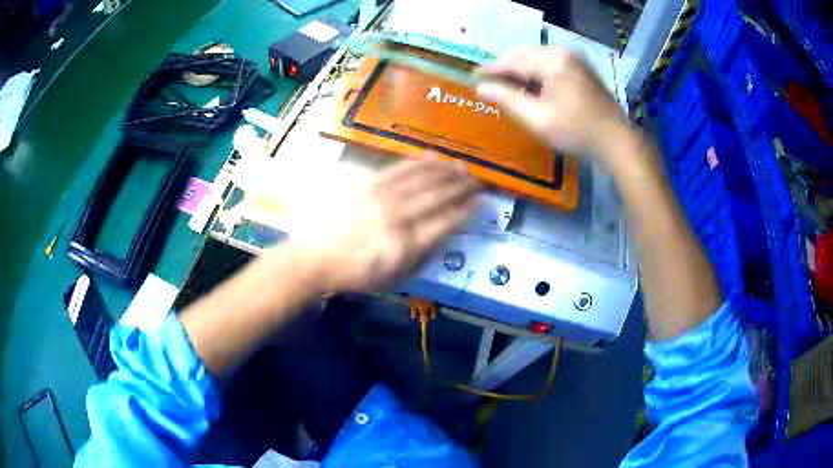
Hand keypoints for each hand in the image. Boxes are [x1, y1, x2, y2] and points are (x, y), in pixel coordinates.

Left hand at [294, 158, 480, 292]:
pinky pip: (398, 169)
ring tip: (462, 167)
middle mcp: (397, 217)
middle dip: (462, 186)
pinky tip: (433, 157)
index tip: (481, 202)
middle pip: (437, 196)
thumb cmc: (355, 274)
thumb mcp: (393, 279)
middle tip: (477, 180)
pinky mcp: (367, 184)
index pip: (446, 222)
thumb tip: (445, 235)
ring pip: (421, 178)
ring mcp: (381, 197)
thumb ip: (422, 258)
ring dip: (445, 171)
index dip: (467, 210)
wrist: (313, 258)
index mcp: (405, 245)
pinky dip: (419, 162)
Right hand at [477, 48, 626, 162]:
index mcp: (553, 62)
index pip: (513, 60)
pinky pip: (549, 63)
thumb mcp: (537, 119)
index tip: (473, 75)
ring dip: (520, 69)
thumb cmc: (576, 132)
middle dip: (505, 67)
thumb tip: (481, 88)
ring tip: (505, 85)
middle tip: (488, 81)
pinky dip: (535, 72)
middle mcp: (563, 53)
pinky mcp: (580, 66)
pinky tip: (528, 85)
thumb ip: (507, 100)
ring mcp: (574, 58)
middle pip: (524, 54)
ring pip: (536, 58)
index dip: (491, 68)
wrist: (616, 140)